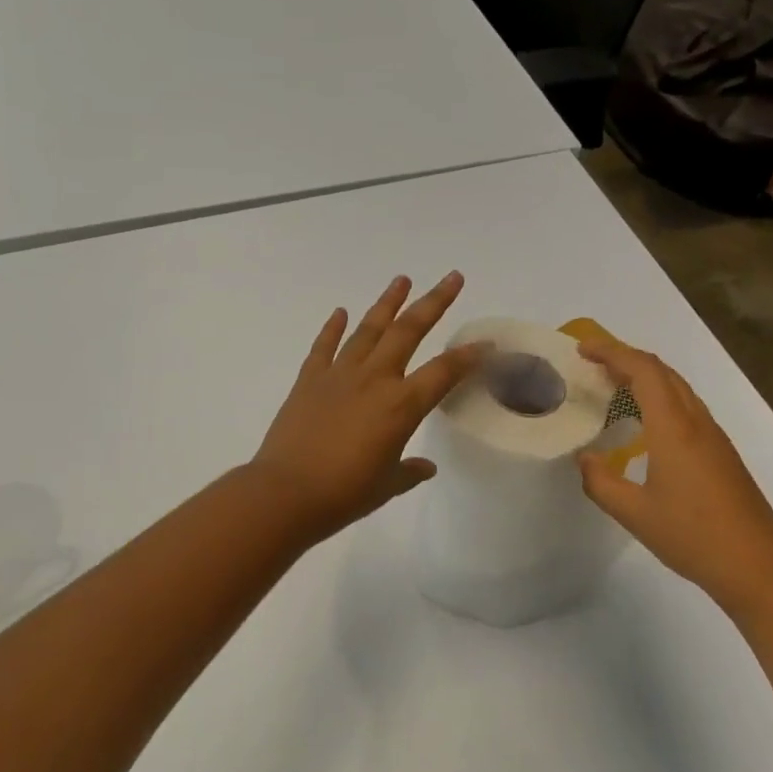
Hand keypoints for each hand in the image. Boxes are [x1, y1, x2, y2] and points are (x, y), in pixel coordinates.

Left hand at [250, 273, 484, 541]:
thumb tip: (425, 467)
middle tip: (452, 277)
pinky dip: (333, 327)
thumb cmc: (344, 494)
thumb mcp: (387, 485)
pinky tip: (341, 311)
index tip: (486, 342)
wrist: (285, 493)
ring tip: (402, 280)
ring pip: (368, 329)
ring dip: (387, 303)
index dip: (469, 356)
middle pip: (408, 331)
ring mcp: (339, 375)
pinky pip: (324, 346)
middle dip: (434, 302)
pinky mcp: (309, 380)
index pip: (444, 372)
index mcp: (401, 406)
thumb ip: (409, 471)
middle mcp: (374, 379)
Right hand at [575, 336, 772, 619]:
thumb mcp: (634, 513)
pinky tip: (644, 423)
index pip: (644, 372)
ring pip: (678, 389)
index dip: (613, 352)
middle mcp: (697, 423)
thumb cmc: (693, 537)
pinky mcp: (722, 454)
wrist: (758, 567)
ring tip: (612, 386)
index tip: (583, 349)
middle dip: (627, 358)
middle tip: (592, 363)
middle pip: (664, 373)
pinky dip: (660, 398)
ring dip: (646, 377)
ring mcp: (714, 438)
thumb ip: (601, 481)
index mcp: (674, 429)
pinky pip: (686, 408)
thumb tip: (585, 458)